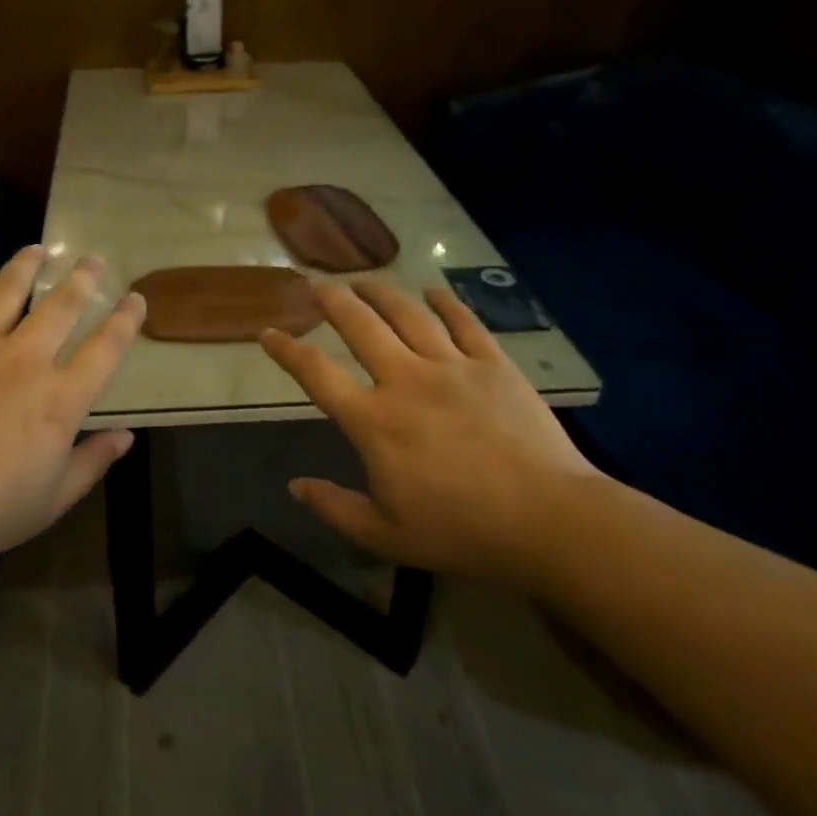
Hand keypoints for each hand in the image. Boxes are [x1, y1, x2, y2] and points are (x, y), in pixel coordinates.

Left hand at [0, 246, 145, 569]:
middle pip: (61, 306)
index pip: (104, 349)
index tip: (135, 298)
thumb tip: (126, 435)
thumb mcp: (49, 502)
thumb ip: (90, 464)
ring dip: (27, 265)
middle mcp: (23, 359)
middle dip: (82, 279)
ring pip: (8, 290)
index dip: (124, 321)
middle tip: (93, 259)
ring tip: (39, 249)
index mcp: (58, 400)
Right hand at [261, 280, 601, 585]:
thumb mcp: (385, 536)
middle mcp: (406, 380)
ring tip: (362, 279)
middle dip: (331, 300)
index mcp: (374, 421)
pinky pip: (464, 323)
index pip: (316, 374)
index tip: (267, 333)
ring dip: (380, 292)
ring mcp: (452, 367)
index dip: (286, 351)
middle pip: (360, 326)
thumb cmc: (462, 531)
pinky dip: (445, 302)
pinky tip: (432, 291)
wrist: (549, 521)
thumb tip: (295, 486)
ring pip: (408, 314)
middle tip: (316, 284)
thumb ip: (335, 507)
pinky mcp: (494, 365)